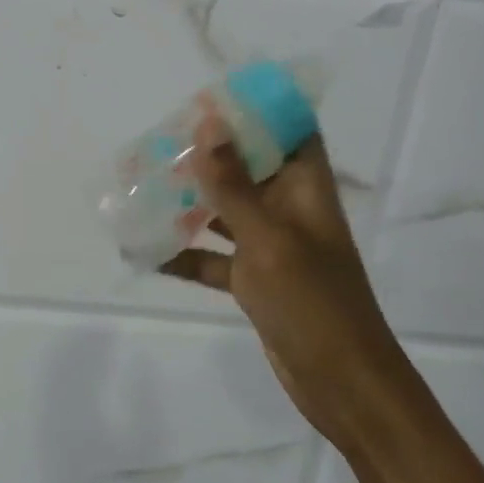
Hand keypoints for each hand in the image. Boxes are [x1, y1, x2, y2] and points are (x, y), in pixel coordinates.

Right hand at [161, 116, 396, 449]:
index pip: (290, 130)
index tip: (212, 98)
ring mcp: (270, 246)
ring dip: (187, 202)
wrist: (341, 384)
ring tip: (142, 187)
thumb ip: (234, 184)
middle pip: (248, 167)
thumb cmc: (312, 303)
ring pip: (224, 211)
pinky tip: (144, 253)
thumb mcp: (267, 239)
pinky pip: (213, 258)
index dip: (258, 109)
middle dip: (207, 154)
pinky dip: (183, 255)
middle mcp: (289, 210)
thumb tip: (208, 122)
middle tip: (158, 141)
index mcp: (305, 189)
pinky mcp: (254, 280)